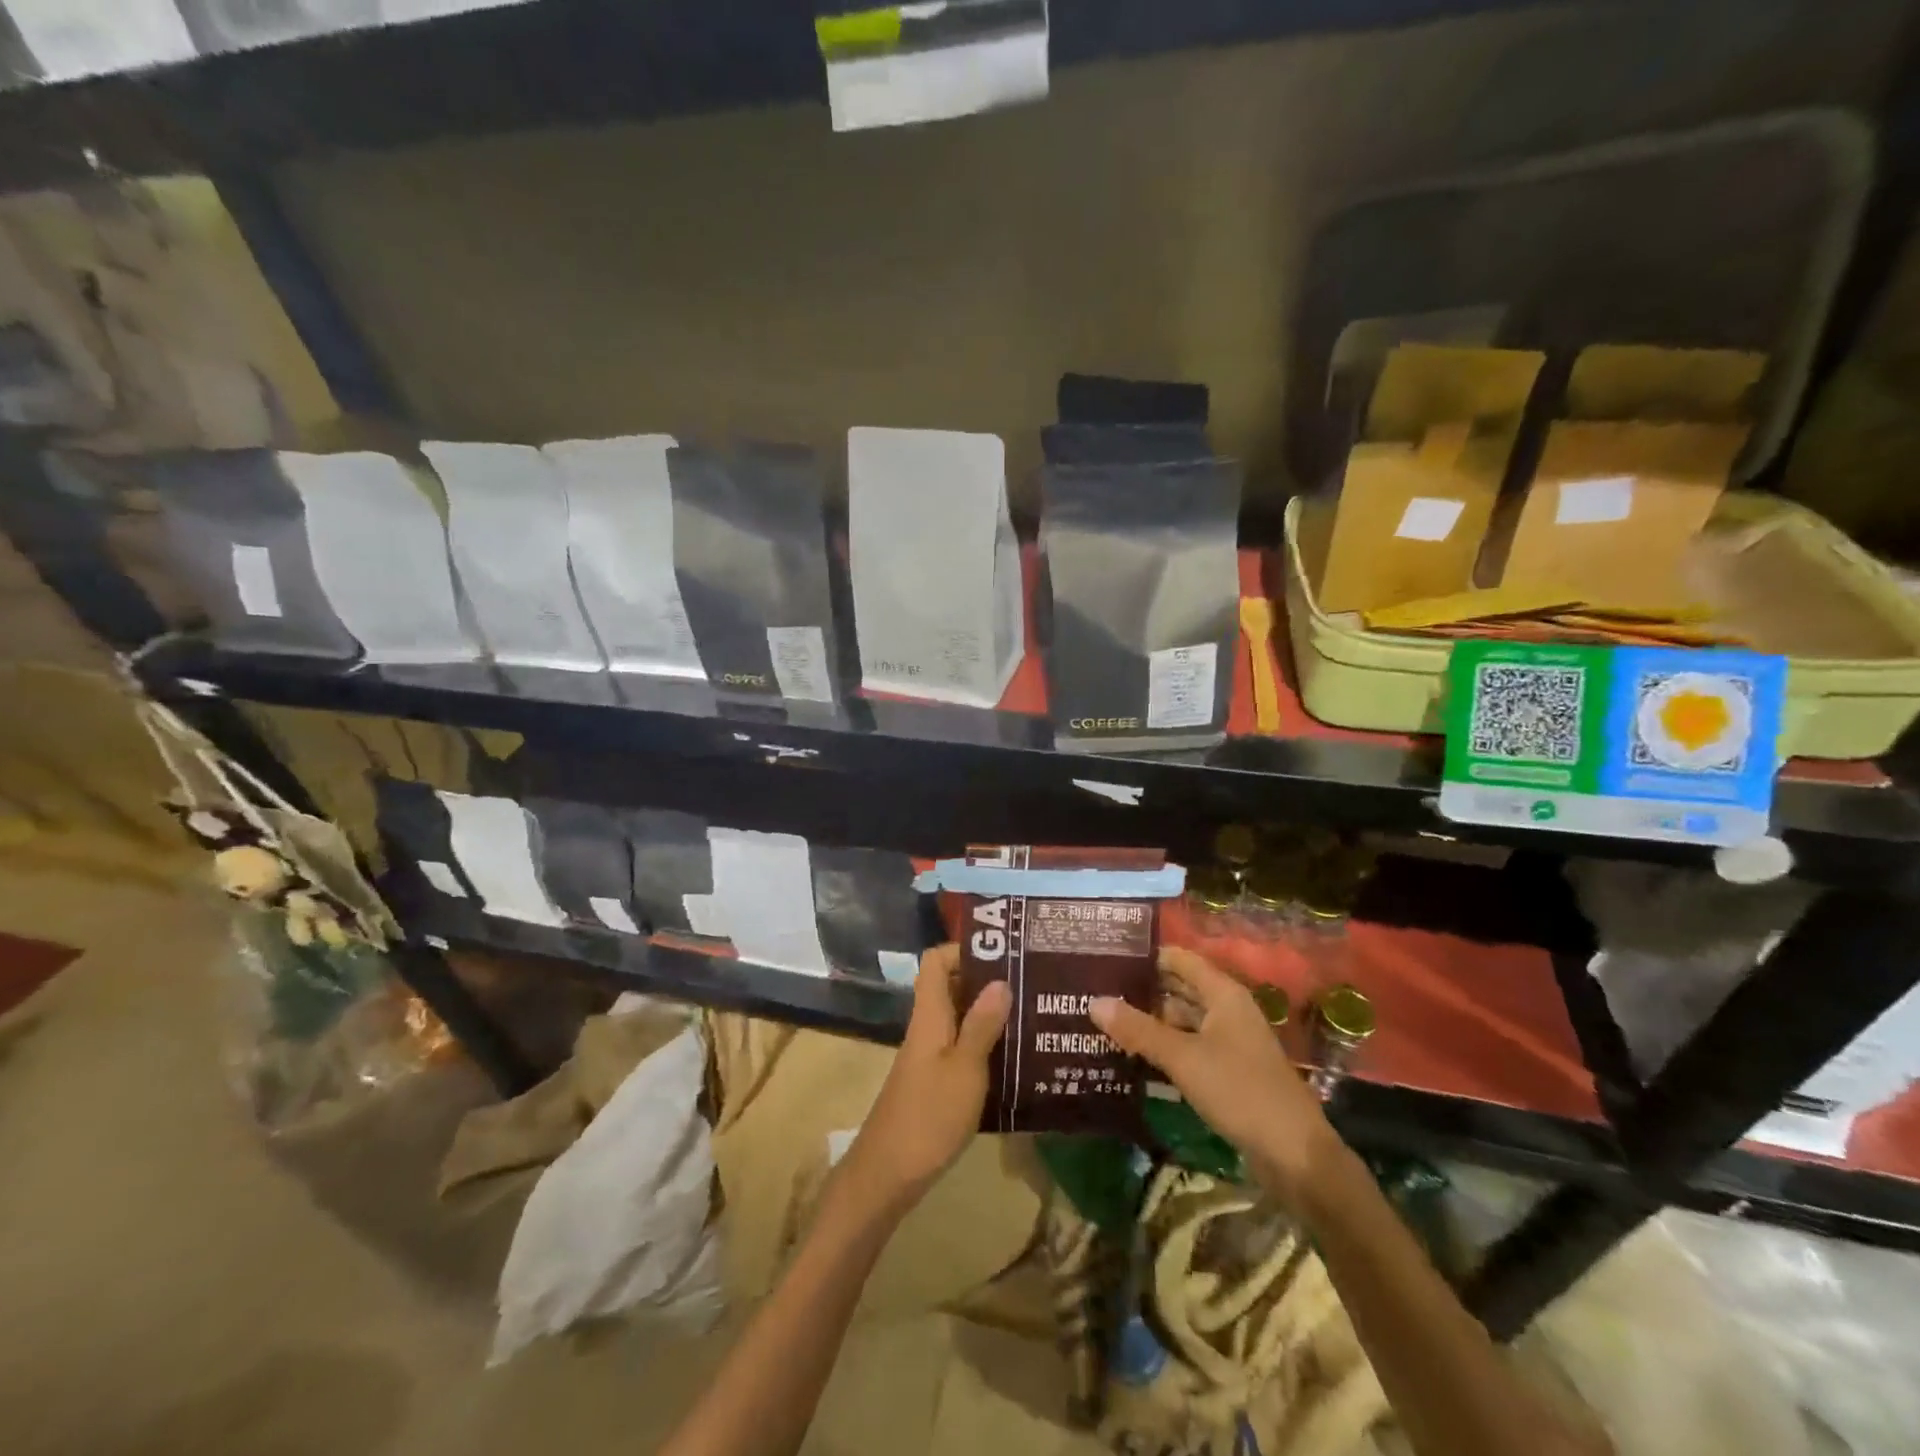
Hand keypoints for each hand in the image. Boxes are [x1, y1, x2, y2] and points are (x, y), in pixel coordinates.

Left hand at [836, 944, 1011, 1218]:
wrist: (888, 1175)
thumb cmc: (929, 1116)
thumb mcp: (965, 1069)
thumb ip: (982, 1025)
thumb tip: (1000, 980)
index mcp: (930, 1015)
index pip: (936, 961)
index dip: (964, 950)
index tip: (1003, 953)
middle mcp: (927, 1028)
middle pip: (951, 986)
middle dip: (987, 980)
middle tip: (1030, 983)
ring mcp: (929, 1056)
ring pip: (959, 1018)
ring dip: (990, 1014)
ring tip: (1032, 1015)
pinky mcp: (935, 1082)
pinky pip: (961, 1047)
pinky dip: (985, 1045)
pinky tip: (1016, 1059)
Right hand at [1091, 946, 1342, 1205]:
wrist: (1294, 1155)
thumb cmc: (1240, 1090)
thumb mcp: (1183, 1058)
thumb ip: (1139, 1029)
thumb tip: (1094, 1001)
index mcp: (1224, 994)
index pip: (1179, 959)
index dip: (1146, 955)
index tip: (1106, 956)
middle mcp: (1227, 1010)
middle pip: (1179, 988)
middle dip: (1142, 989)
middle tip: (1095, 989)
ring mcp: (1229, 1041)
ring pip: (1183, 1020)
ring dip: (1150, 1020)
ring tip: (1105, 1020)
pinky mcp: (1228, 1071)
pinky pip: (1189, 1047)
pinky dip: (1164, 1047)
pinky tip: (1133, 1055)